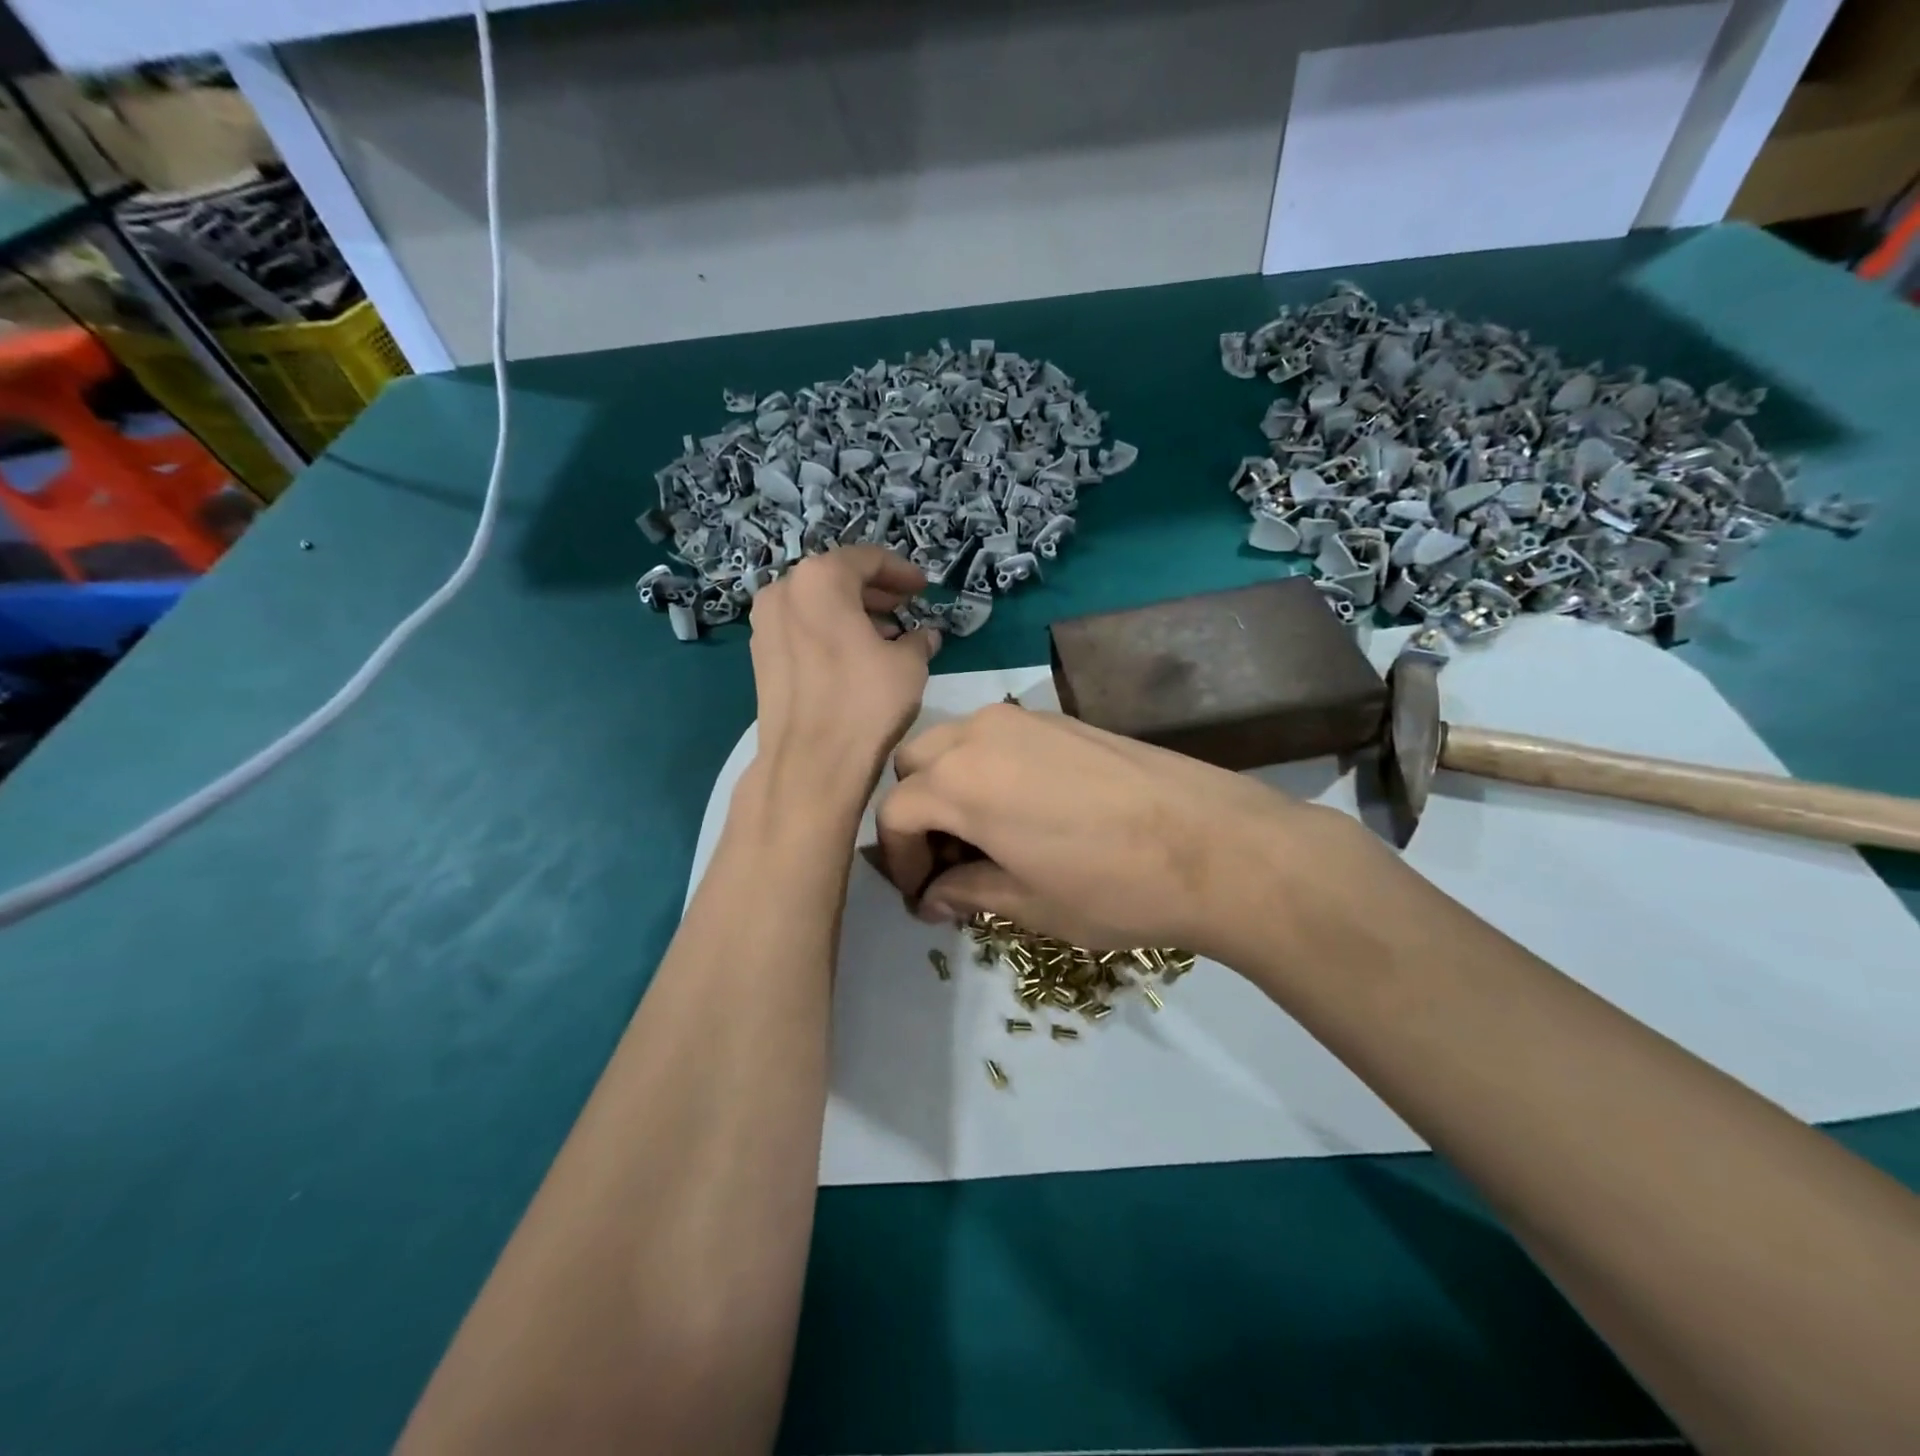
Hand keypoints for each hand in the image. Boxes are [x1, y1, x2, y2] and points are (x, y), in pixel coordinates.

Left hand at [746, 546, 940, 799]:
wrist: (810, 763)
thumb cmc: (865, 702)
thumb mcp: (909, 664)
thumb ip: (919, 639)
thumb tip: (925, 635)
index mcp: (819, 579)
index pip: (867, 559)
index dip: (901, 571)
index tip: (923, 589)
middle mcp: (784, 591)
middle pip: (837, 578)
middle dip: (874, 592)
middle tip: (905, 608)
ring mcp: (765, 625)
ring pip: (816, 605)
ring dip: (852, 613)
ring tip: (886, 636)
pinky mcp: (761, 657)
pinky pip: (801, 629)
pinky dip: (829, 632)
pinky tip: (855, 657)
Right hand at [875, 704, 1345, 957]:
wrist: (1215, 845)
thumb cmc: (1111, 886)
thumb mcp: (1028, 903)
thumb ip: (967, 892)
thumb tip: (932, 897)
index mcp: (961, 781)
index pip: (894, 813)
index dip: (898, 860)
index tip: (922, 896)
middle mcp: (982, 734)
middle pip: (916, 764)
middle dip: (919, 812)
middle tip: (949, 861)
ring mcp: (1025, 719)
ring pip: (956, 742)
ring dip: (951, 785)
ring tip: (986, 835)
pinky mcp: (1062, 719)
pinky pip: (999, 737)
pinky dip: (989, 768)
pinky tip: (1027, 810)